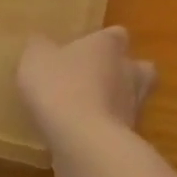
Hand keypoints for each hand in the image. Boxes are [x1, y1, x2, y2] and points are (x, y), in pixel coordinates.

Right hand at [16, 26, 155, 159]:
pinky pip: (119, 130)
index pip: (116, 35)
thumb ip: (40, 48)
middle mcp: (129, 73)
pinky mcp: (130, 140)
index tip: (87, 48)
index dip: (103, 41)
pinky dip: (105, 131)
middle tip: (98, 79)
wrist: (84, 141)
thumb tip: (42, 43)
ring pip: (132, 100)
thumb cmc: (60, 86)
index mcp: (108, 46)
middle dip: (124, 72)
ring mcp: (134, 109)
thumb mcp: (36, 58)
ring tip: (86, 111)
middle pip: (140, 68)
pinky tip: (82, 136)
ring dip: (115, 104)